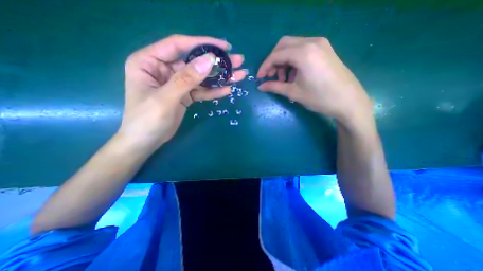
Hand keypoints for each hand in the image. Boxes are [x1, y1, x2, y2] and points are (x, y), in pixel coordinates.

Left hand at [119, 34, 246, 149]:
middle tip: (238, 61)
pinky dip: (214, 91)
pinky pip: (201, 91)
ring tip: (239, 75)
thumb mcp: (166, 98)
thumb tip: (209, 61)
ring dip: (219, 77)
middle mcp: (164, 69)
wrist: (146, 142)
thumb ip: (186, 79)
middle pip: (194, 62)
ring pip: (201, 77)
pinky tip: (227, 89)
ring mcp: (177, 83)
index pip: (179, 45)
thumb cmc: (147, 120)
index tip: (224, 46)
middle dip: (217, 62)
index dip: (202, 44)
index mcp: (150, 61)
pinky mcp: (185, 95)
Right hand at [259, 36, 370, 126]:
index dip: (264, 67)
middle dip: (273, 61)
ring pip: (293, 46)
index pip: (276, 55)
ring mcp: (320, 44)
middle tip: (271, 76)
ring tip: (284, 79)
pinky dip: (293, 60)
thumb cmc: (320, 98)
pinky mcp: (325, 49)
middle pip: (283, 45)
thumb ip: (274, 87)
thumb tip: (261, 87)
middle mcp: (312, 42)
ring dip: (283, 61)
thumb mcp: (293, 93)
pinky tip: (295, 74)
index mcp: (303, 53)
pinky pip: (303, 49)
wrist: (349, 101)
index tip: (259, 78)